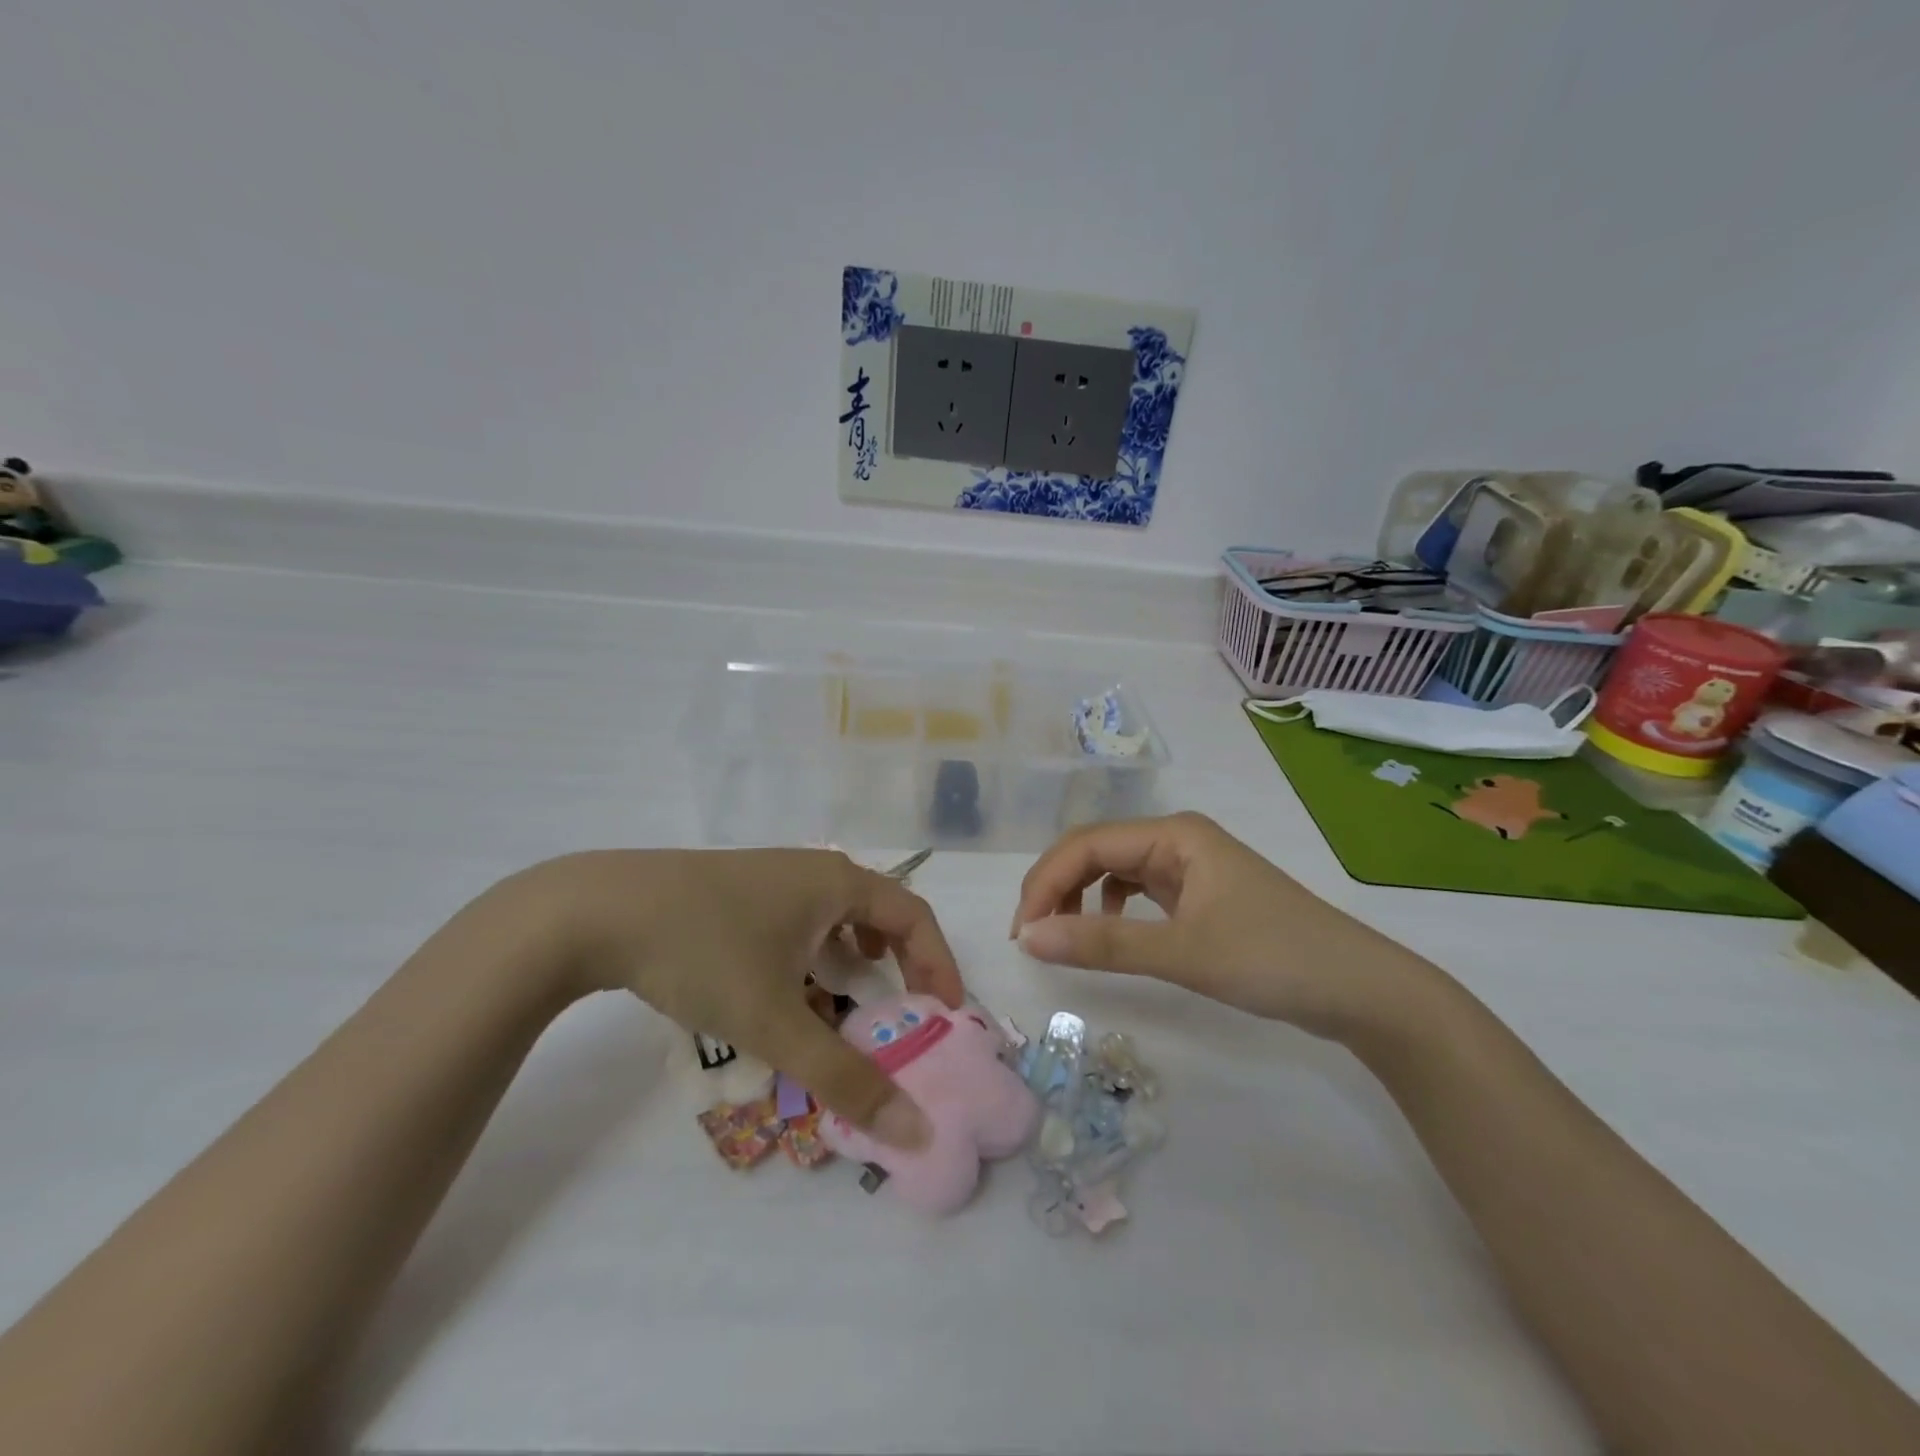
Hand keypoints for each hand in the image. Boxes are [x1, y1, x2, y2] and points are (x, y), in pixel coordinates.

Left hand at [504, 849, 963, 1146]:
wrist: (595, 910)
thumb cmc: (703, 951)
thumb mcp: (776, 1020)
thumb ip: (844, 1076)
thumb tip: (915, 1130)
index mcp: (837, 883)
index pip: (915, 917)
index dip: (939, 964)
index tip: (946, 1015)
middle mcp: (813, 869)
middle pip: (880, 912)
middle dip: (901, 963)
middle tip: (905, 1012)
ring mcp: (772, 875)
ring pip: (836, 915)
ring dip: (856, 957)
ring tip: (854, 997)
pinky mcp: (737, 890)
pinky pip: (799, 919)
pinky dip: (815, 952)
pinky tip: (789, 984)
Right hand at [1009, 812, 1419, 1039]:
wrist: (1360, 990)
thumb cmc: (1273, 958)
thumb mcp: (1183, 952)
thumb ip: (1103, 944)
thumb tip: (1028, 939)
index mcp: (1174, 834)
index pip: (1087, 845)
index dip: (1045, 882)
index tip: (1022, 932)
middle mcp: (1177, 840)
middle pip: (1096, 851)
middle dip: (1057, 888)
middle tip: (1032, 937)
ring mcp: (1190, 867)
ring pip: (1114, 870)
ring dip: (1080, 897)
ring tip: (1062, 936)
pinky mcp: (1199, 895)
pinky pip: (1137, 890)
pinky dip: (1111, 908)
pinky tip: (1111, 932)